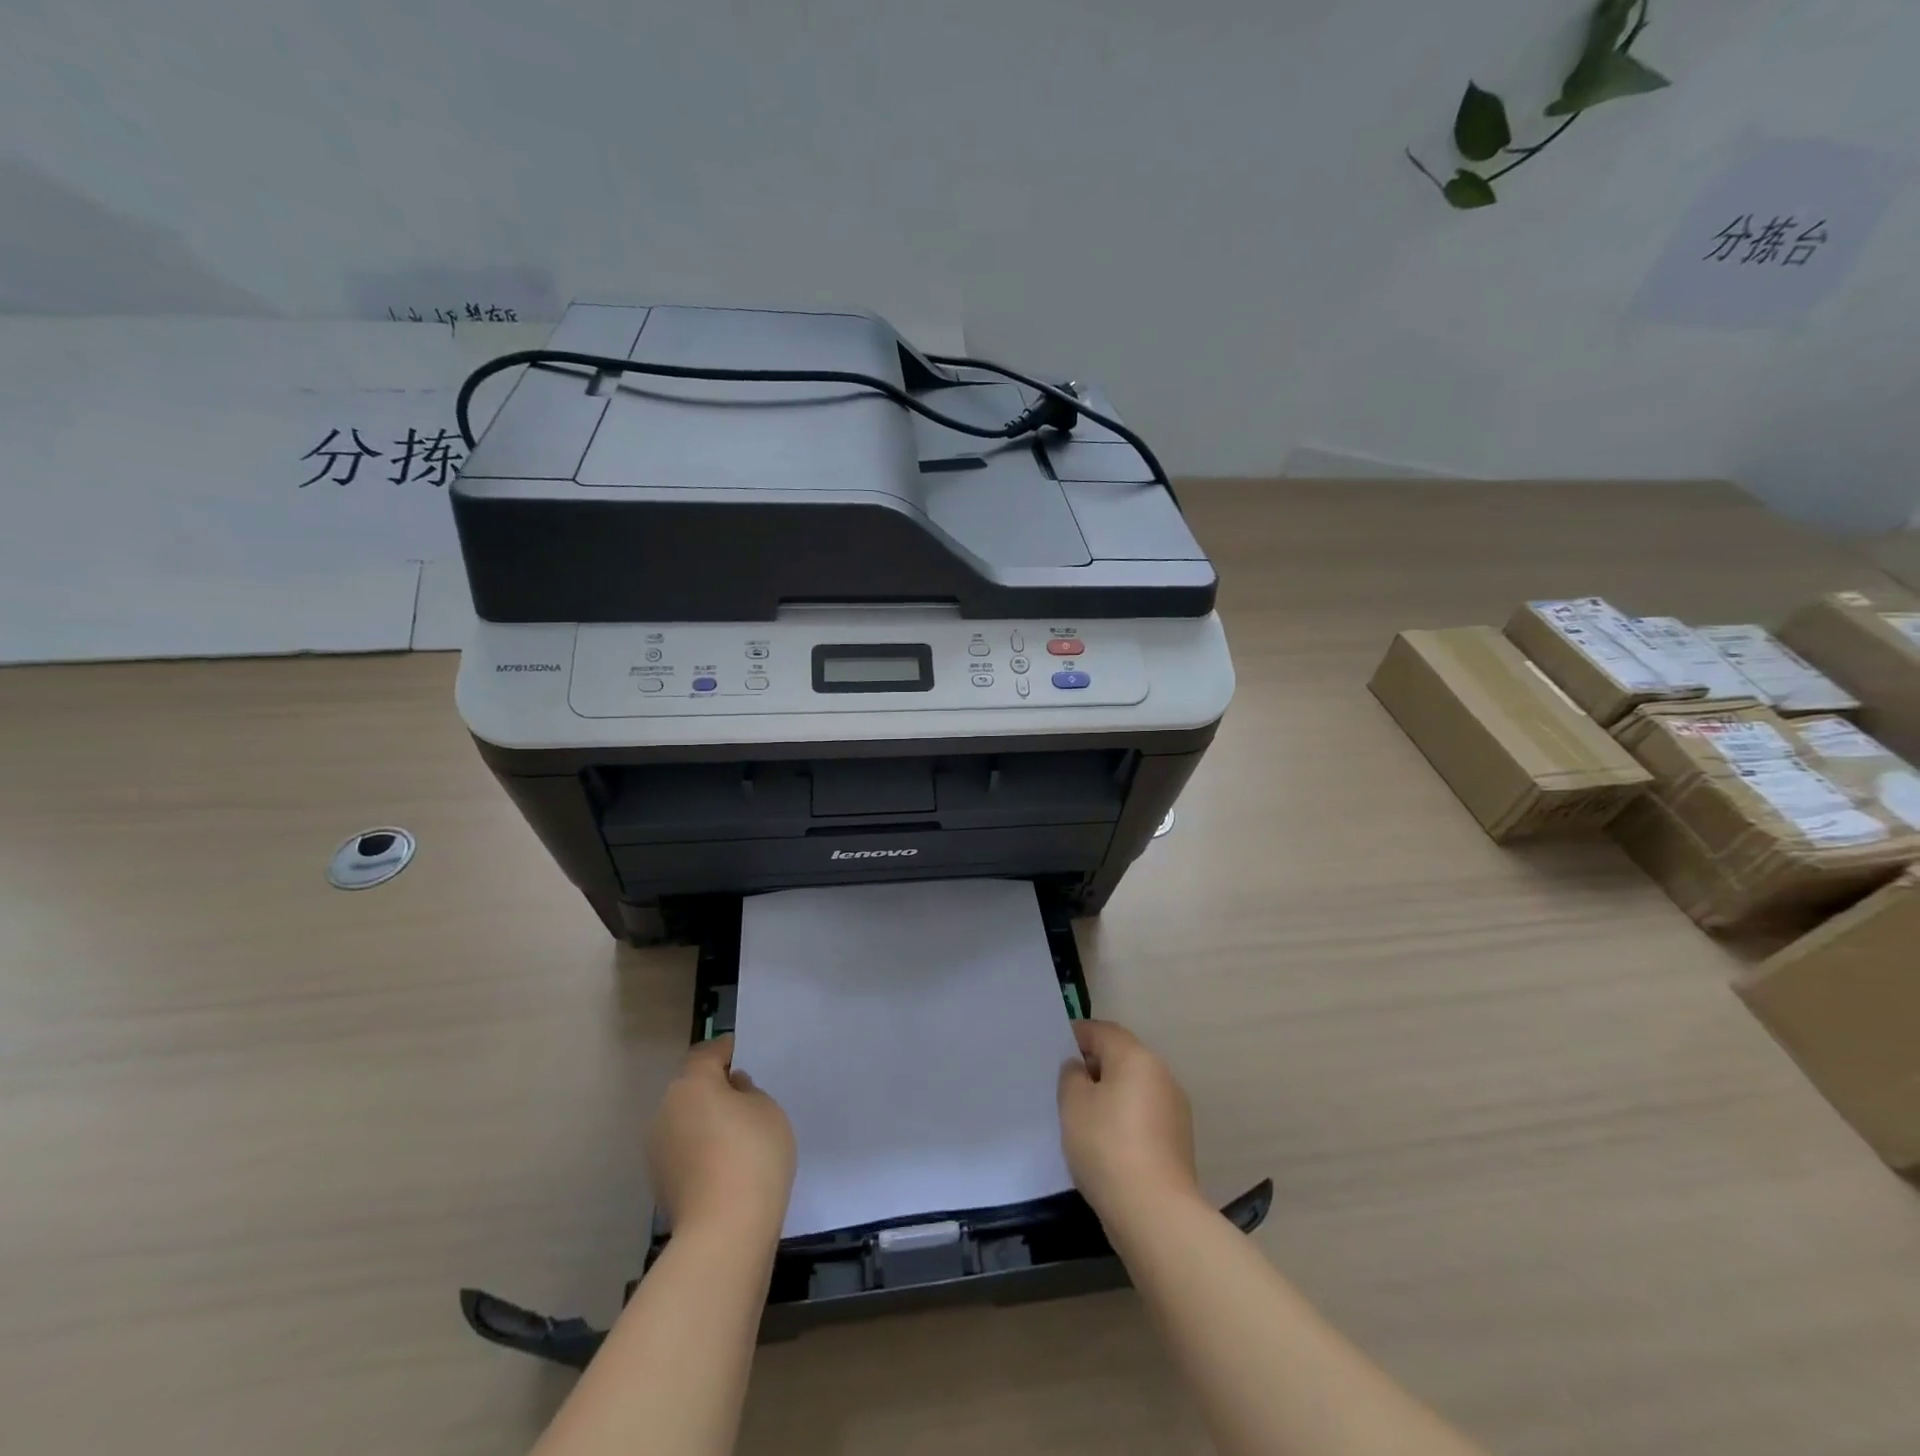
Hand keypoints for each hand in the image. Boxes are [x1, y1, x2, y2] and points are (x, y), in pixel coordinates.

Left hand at [646, 1036, 795, 1239]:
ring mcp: (658, 1150)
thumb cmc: (752, 1154)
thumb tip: (732, 1091)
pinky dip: (702, 1148)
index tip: (743, 1054)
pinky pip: (685, 1149)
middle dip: (714, 1087)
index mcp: (691, 1084)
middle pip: (691, 1087)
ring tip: (738, 1131)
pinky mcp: (661, 1183)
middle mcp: (665, 1110)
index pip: (707, 1054)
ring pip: (685, 1120)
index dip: (726, 1050)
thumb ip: (748, 1092)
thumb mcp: (767, 1109)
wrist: (724, 1232)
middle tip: (745, 1094)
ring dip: (706, 1119)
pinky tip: (726, 1161)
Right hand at [1058, 1019, 1200, 1216]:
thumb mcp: (1073, 1104)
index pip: (1103, 1031)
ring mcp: (1174, 1108)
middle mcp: (1161, 1074)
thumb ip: (1072, 1076)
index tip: (1056, 1050)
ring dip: (1111, 1093)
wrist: (1155, 1212)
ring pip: (1134, 1086)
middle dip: (1095, 1065)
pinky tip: (1106, 1140)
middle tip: (1066, 1084)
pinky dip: (1125, 1117)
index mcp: (1136, 1057)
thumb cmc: (1107, 1146)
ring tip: (1083, 1115)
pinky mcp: (1178, 1139)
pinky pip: (1144, 1113)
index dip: (1077, 1036)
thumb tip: (1081, 1069)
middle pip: (1122, 1056)